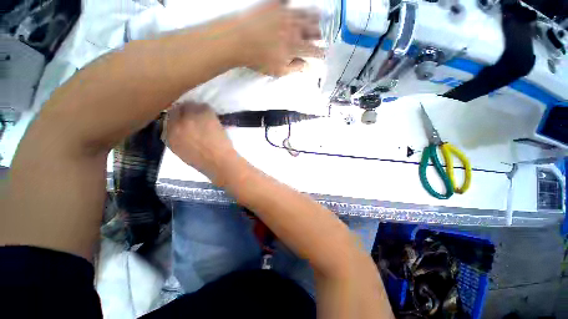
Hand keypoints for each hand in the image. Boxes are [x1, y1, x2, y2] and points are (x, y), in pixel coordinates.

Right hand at [166, 102, 239, 182]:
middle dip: (183, 111)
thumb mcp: (181, 152)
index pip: (166, 118)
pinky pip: (204, 106)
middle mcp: (176, 123)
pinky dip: (207, 110)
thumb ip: (175, 138)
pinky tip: (211, 117)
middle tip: (193, 115)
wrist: (219, 161)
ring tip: (203, 117)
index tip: (182, 118)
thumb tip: (177, 127)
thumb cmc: (202, 162)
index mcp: (169, 135)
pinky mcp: (205, 114)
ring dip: (195, 109)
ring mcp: (191, 117)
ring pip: (190, 105)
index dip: (175, 117)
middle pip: (176, 108)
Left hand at [237, 0, 323, 75]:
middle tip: (325, 34)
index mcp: (296, 47)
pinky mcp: (275, 5)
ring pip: (305, 14)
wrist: (239, 40)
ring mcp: (286, 14)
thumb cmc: (259, 60)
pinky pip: (287, 0)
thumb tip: (307, 67)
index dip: (321, 52)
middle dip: (321, 33)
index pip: (313, 50)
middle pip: (313, 30)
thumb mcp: (279, 70)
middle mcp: (295, 28)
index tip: (325, 54)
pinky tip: (295, 3)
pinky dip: (292, 2)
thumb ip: (294, 68)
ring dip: (315, 16)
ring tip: (322, 15)